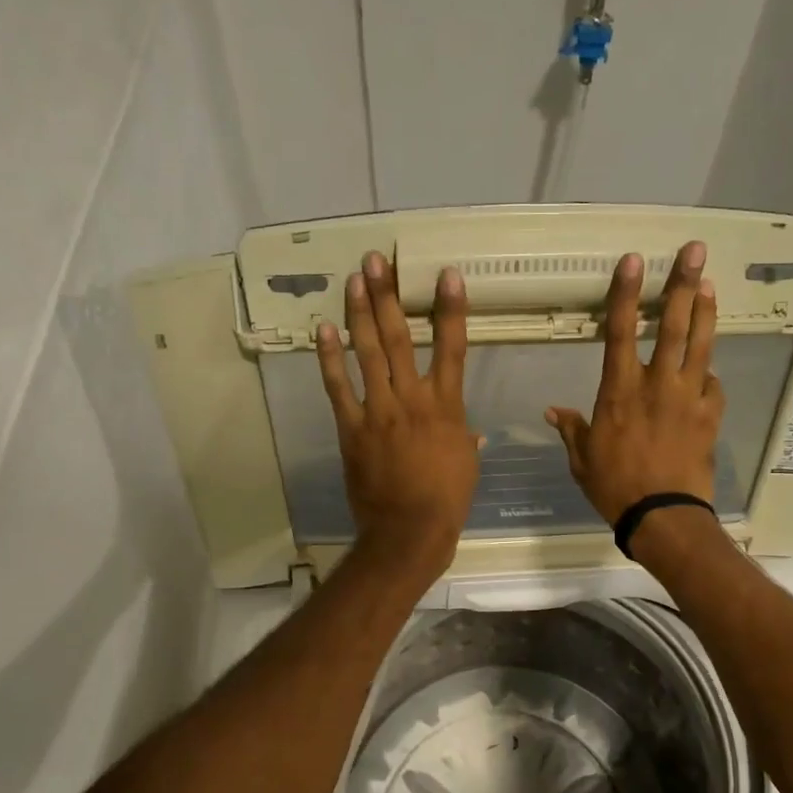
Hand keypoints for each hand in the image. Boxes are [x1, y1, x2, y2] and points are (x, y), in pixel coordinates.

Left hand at [317, 251, 479, 579]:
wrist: (410, 531)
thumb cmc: (447, 499)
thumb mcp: (466, 463)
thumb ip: (464, 438)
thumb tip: (469, 432)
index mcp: (447, 406)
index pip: (452, 347)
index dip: (450, 309)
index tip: (447, 274)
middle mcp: (412, 398)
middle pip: (398, 338)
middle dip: (388, 296)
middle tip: (378, 260)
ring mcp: (379, 411)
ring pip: (367, 353)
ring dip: (359, 313)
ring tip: (354, 279)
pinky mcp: (352, 428)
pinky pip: (339, 387)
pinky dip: (330, 358)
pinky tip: (323, 329)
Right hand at [547, 242, 722, 527]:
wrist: (662, 515)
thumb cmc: (615, 486)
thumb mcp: (582, 458)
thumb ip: (571, 428)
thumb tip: (553, 411)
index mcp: (619, 391)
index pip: (621, 331)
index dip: (626, 293)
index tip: (635, 261)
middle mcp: (656, 385)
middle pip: (672, 326)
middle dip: (682, 285)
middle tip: (696, 252)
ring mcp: (688, 398)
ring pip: (700, 346)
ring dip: (705, 312)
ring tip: (710, 284)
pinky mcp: (709, 416)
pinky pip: (713, 385)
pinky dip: (710, 372)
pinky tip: (711, 366)